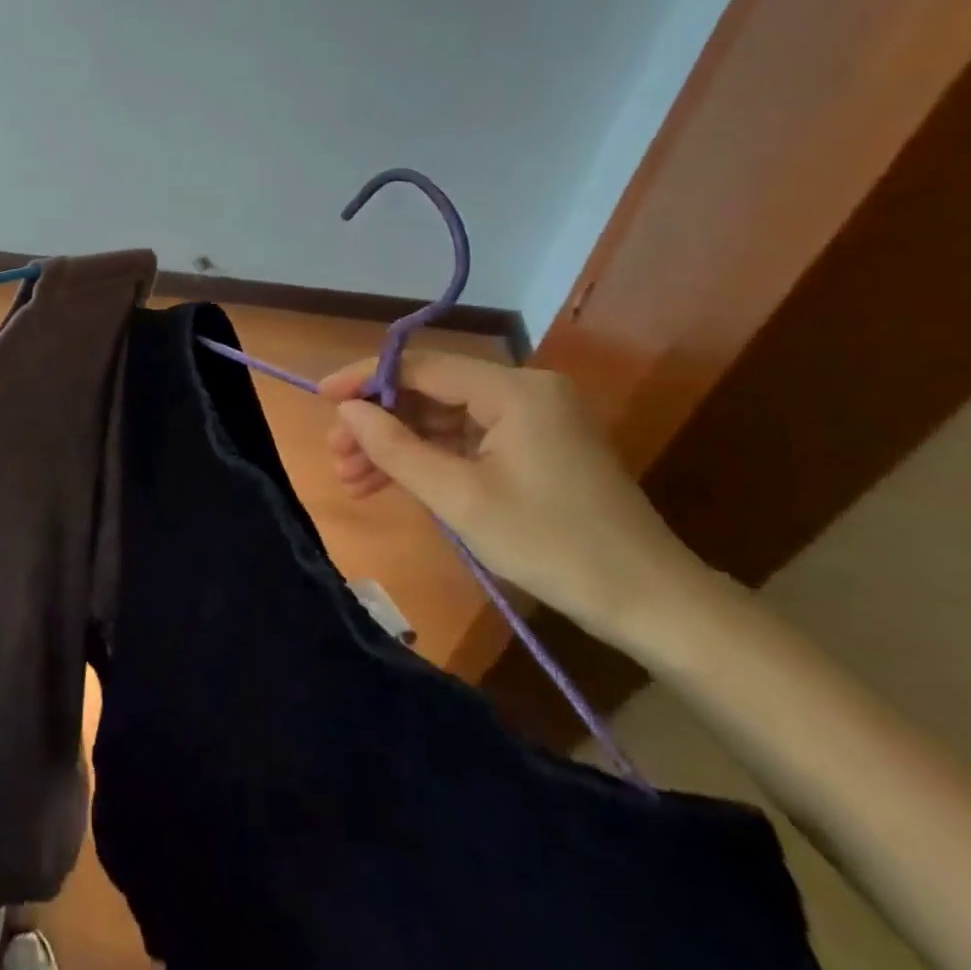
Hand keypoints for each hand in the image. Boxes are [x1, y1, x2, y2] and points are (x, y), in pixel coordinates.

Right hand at [321, 352, 707, 646]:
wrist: (650, 603)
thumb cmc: (551, 544)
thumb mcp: (460, 498)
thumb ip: (396, 447)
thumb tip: (347, 410)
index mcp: (513, 389)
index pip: (421, 366)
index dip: (364, 379)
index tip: (320, 398)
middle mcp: (523, 390)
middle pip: (430, 393)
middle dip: (379, 424)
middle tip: (337, 457)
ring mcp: (532, 419)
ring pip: (444, 419)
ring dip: (398, 446)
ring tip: (353, 479)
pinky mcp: (535, 447)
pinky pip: (467, 441)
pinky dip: (430, 460)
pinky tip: (391, 483)